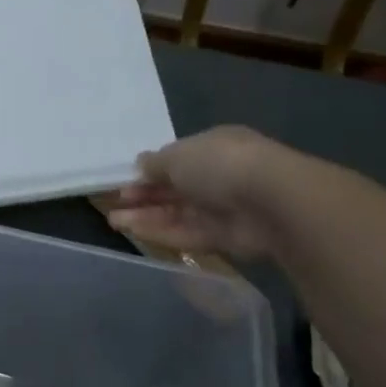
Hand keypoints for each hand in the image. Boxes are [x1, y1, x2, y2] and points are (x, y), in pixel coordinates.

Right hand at [105, 125, 289, 260]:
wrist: (272, 201)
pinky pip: (186, 234)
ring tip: (114, 220)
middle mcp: (218, 177)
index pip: (177, 160)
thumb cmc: (220, 164)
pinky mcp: (224, 239)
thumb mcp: (177, 155)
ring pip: (177, 214)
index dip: (149, 171)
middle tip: (115, 203)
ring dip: (146, 216)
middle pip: (174, 189)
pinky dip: (160, 232)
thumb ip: (155, 163)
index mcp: (213, 148)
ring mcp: (222, 209)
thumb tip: (140, 165)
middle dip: (145, 196)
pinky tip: (132, 231)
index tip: (125, 181)